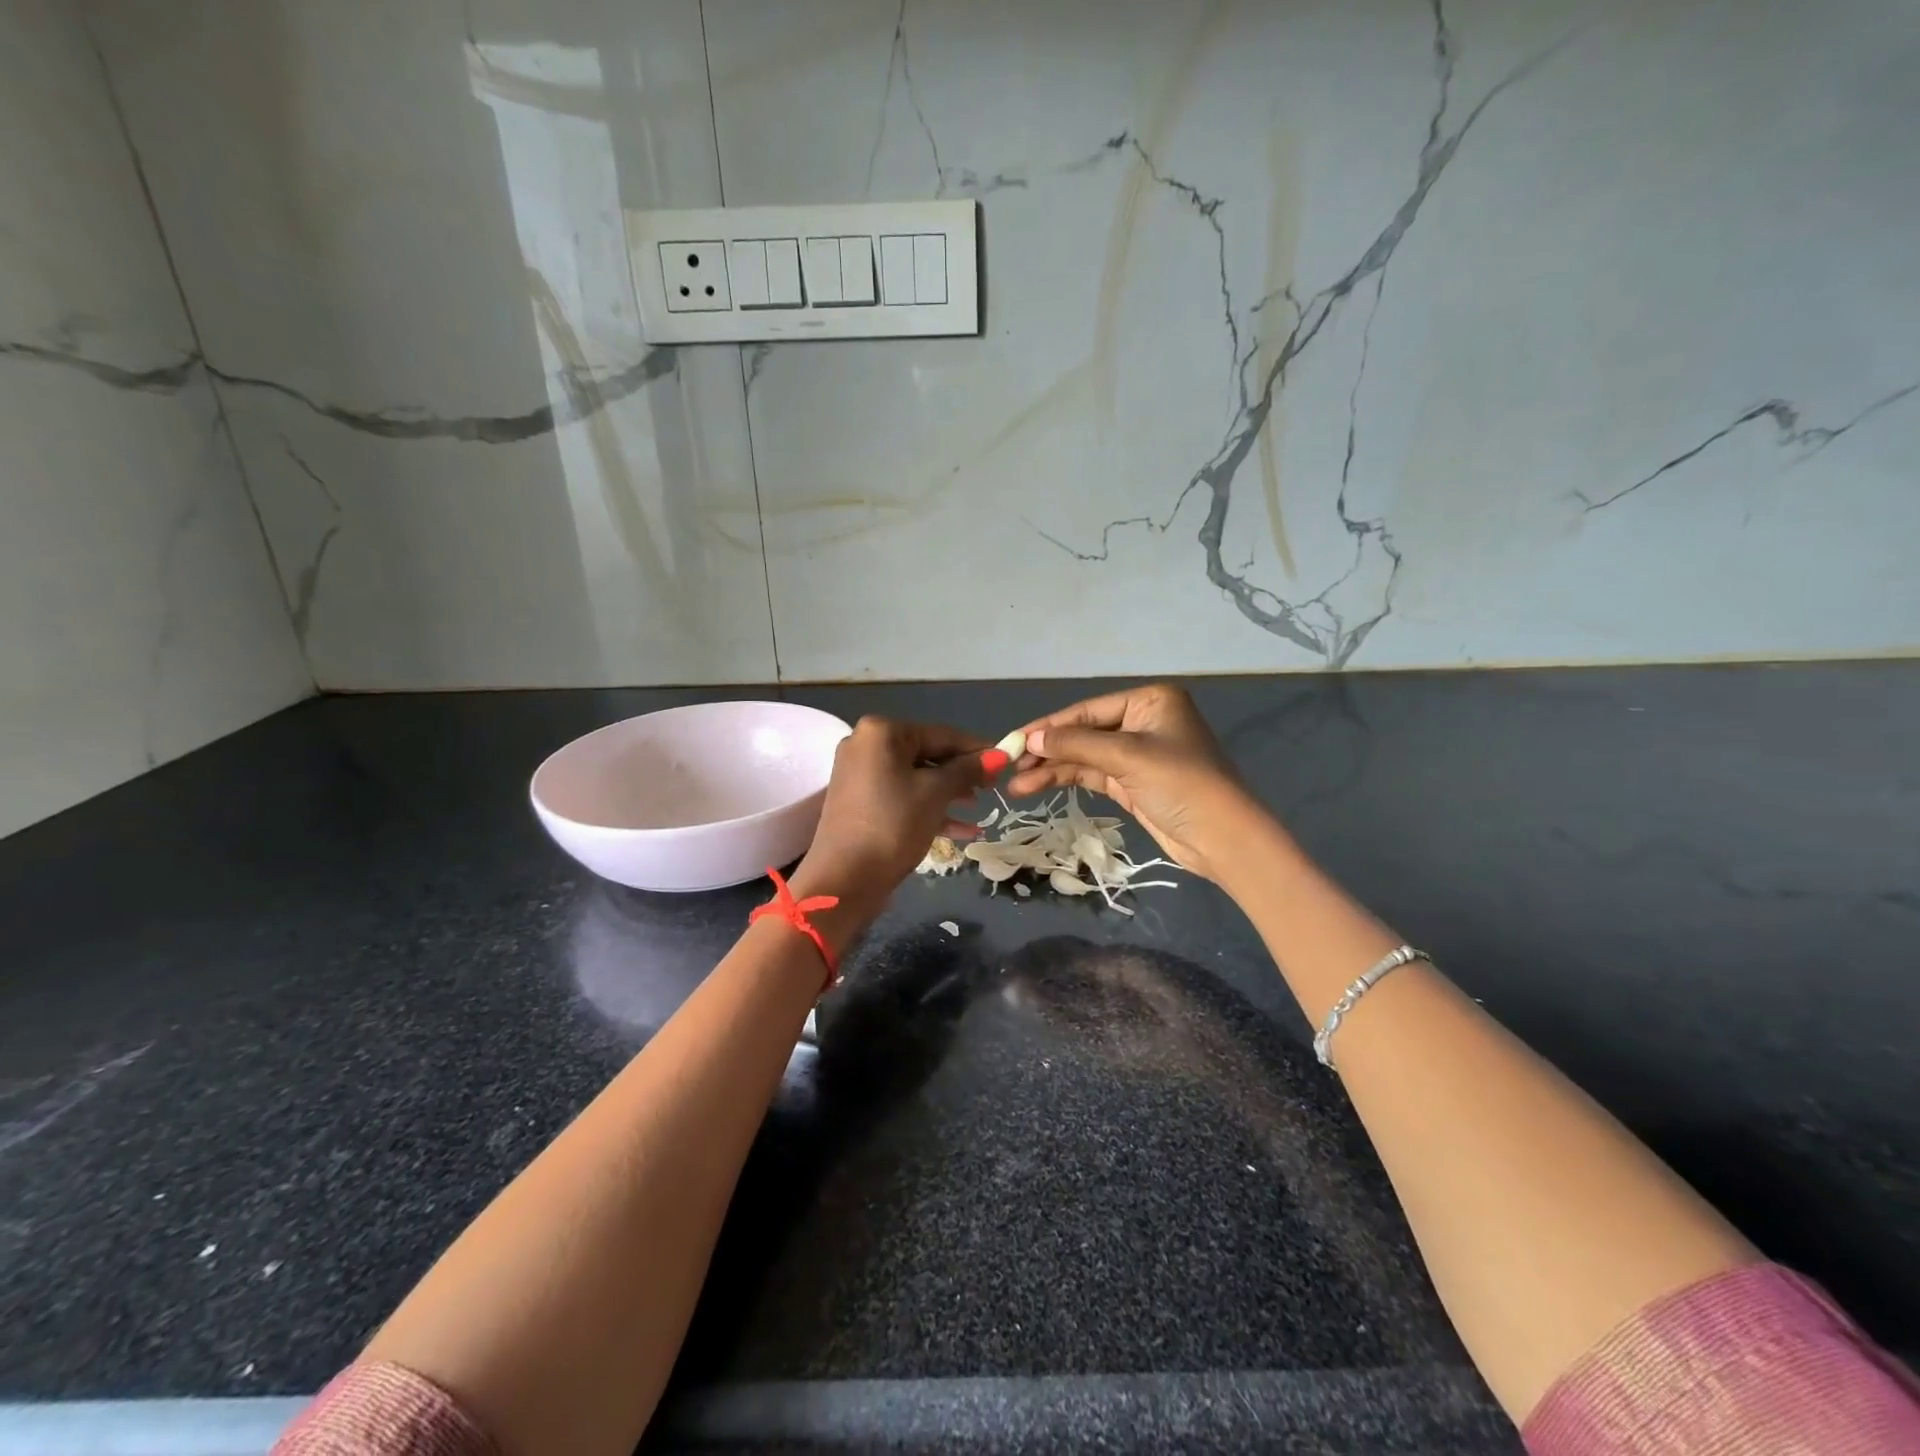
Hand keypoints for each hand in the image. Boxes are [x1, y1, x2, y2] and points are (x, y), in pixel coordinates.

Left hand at [791, 716, 998, 919]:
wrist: (844, 880)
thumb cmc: (894, 825)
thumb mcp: (936, 793)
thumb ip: (968, 770)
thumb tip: (999, 755)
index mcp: (881, 732)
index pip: (941, 734)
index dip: (976, 749)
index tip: (1006, 761)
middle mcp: (866, 746)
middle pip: (926, 754)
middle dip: (961, 773)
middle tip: (993, 787)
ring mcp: (860, 775)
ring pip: (915, 778)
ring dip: (948, 793)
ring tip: (978, 808)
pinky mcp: (860, 803)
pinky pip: (902, 797)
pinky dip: (928, 809)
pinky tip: (962, 830)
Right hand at [1004, 683, 1257, 882]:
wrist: (1222, 839)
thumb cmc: (1181, 784)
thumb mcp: (1127, 757)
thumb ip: (1076, 744)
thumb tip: (1030, 738)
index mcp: (1149, 701)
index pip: (1088, 710)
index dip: (1049, 726)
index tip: (1013, 740)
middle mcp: (1142, 722)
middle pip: (1083, 733)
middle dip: (1047, 750)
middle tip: (1008, 764)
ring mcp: (1137, 754)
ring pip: (1084, 757)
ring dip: (1051, 770)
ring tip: (1015, 785)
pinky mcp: (1132, 783)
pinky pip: (1092, 775)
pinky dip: (1065, 781)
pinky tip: (1036, 787)